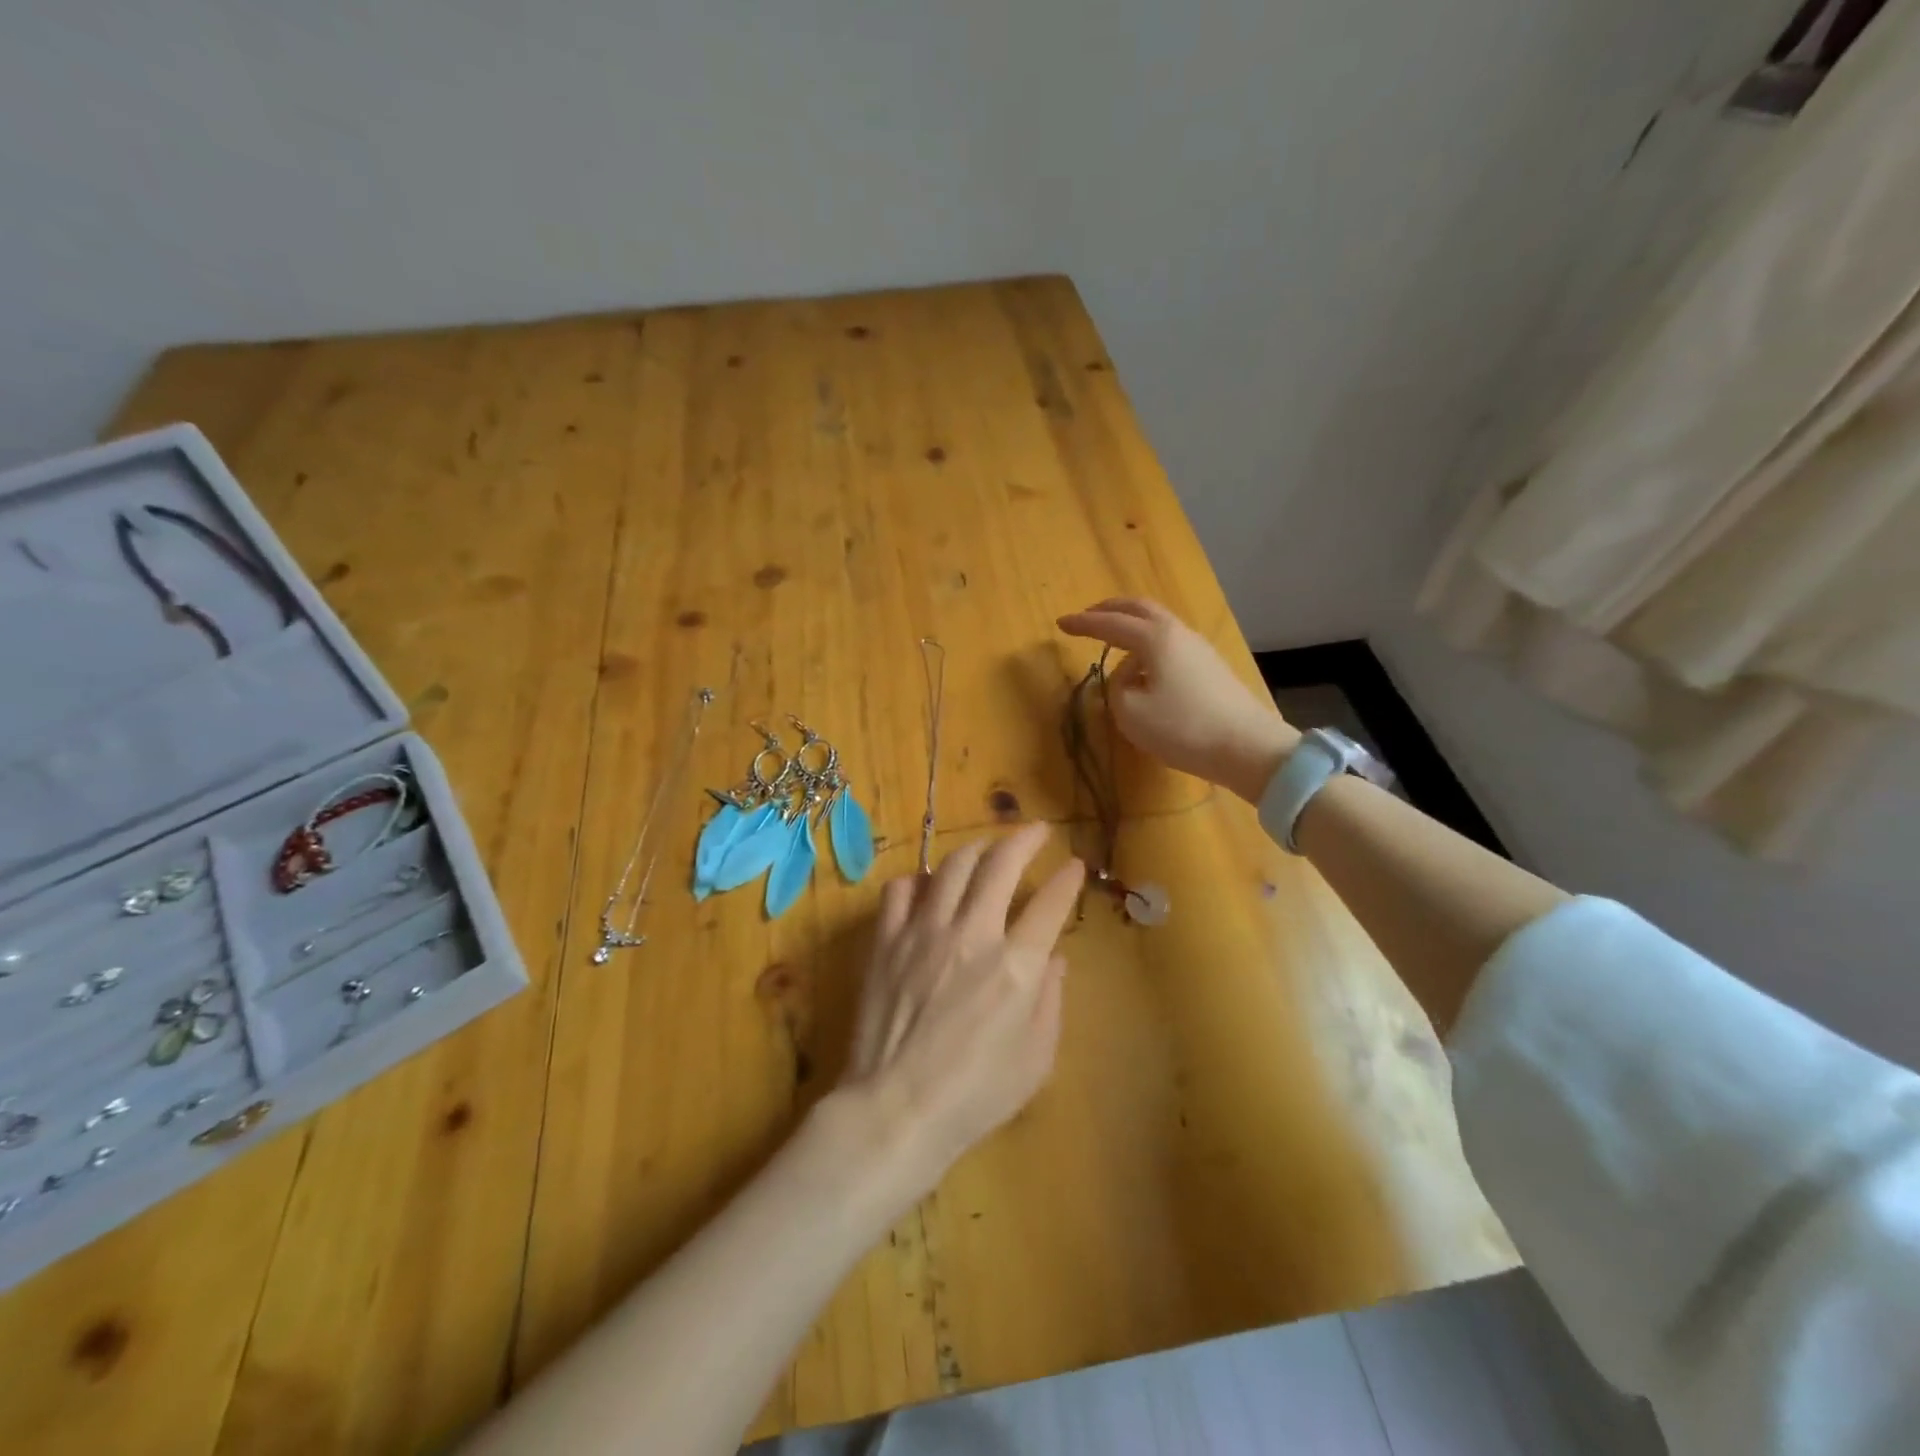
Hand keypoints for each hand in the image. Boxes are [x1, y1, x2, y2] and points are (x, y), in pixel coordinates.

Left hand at [839, 823, 1084, 1205]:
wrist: (896, 1109)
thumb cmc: (974, 1096)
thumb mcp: (1035, 1060)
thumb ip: (1050, 1002)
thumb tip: (1053, 960)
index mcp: (1016, 966)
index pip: (1050, 904)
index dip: (1067, 880)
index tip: (1074, 865)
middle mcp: (973, 934)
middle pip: (1001, 865)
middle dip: (1024, 839)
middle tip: (1036, 830)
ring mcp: (924, 932)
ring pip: (951, 867)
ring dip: (975, 849)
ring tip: (986, 847)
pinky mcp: (887, 940)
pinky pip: (899, 891)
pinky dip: (916, 881)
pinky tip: (925, 887)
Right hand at [1057, 597, 1297, 803]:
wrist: (1246, 747)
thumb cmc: (1182, 728)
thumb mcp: (1130, 712)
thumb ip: (1116, 688)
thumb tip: (1127, 676)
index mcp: (1155, 638)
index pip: (1110, 624)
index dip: (1083, 624)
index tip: (1060, 623)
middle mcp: (1178, 633)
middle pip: (1140, 609)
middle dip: (1110, 610)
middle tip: (1088, 617)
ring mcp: (1199, 648)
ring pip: (1158, 624)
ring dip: (1132, 626)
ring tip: (1113, 643)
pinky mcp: (1210, 667)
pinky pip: (1171, 643)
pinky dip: (1148, 643)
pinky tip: (1143, 666)